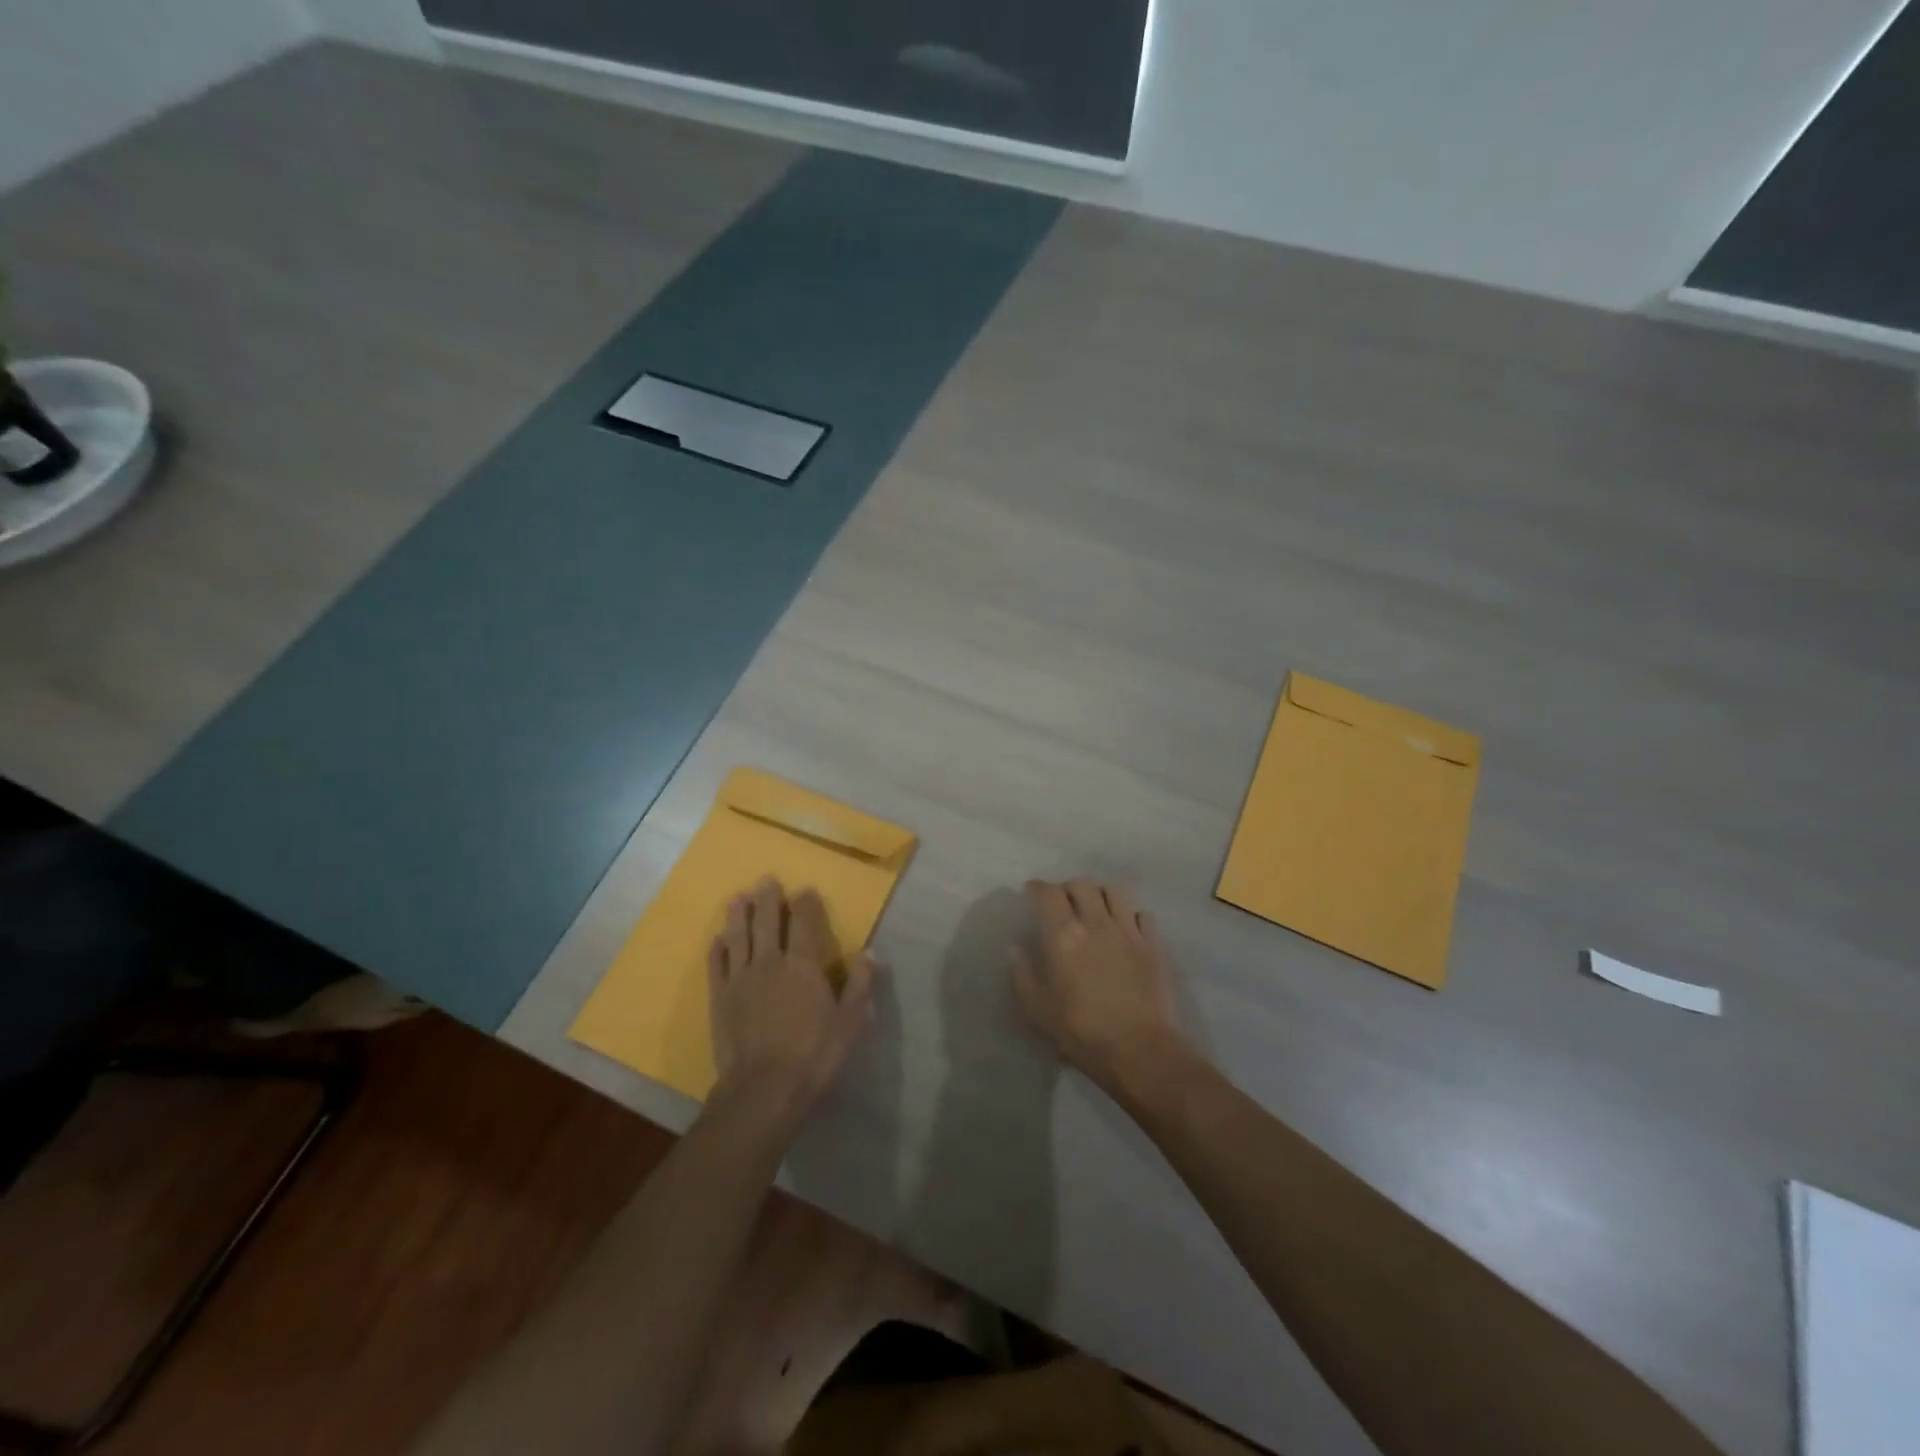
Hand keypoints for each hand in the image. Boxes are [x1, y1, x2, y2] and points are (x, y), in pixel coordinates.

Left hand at [708, 877, 877, 1126]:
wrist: (763, 1090)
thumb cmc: (814, 1055)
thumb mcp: (851, 1022)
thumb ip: (860, 984)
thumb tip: (869, 952)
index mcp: (803, 965)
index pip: (804, 923)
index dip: (805, 904)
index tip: (804, 889)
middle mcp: (769, 963)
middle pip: (767, 922)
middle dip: (768, 900)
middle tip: (766, 880)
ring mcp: (740, 980)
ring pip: (738, 938)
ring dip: (738, 916)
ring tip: (737, 898)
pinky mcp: (720, 1000)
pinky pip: (717, 967)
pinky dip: (717, 950)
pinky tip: (717, 940)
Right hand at [1012, 879, 1187, 1098]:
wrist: (1140, 1050)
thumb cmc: (1081, 1032)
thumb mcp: (1037, 1010)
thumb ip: (1023, 975)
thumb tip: (1017, 949)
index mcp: (1063, 935)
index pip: (1048, 893)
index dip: (1037, 888)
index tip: (1030, 892)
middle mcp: (1096, 922)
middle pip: (1082, 885)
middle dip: (1067, 888)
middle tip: (1062, 902)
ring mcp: (1129, 931)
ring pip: (1114, 892)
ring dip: (1100, 894)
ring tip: (1095, 907)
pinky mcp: (1153, 945)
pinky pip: (1142, 915)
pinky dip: (1130, 915)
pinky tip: (1126, 928)